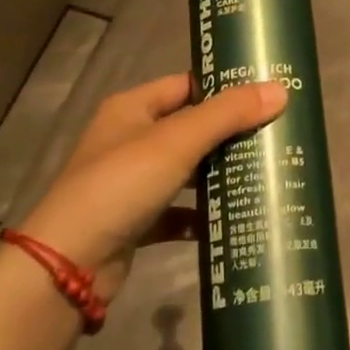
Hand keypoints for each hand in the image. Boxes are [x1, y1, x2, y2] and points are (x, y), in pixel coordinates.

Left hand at [16, 74, 286, 301]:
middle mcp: (129, 140)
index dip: (223, 87)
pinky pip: (177, 212)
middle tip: (276, 136)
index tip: (267, 93)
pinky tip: (232, 220)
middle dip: (229, 134)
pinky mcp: (135, 222)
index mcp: (132, 109)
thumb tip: (281, 90)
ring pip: (186, 171)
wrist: (69, 265)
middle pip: (190, 128)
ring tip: (266, 174)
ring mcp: (131, 183)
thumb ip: (228, 115)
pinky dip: (201, 216)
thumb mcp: (177, 142)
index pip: (186, 85)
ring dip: (218, 175)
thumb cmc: (121, 185)